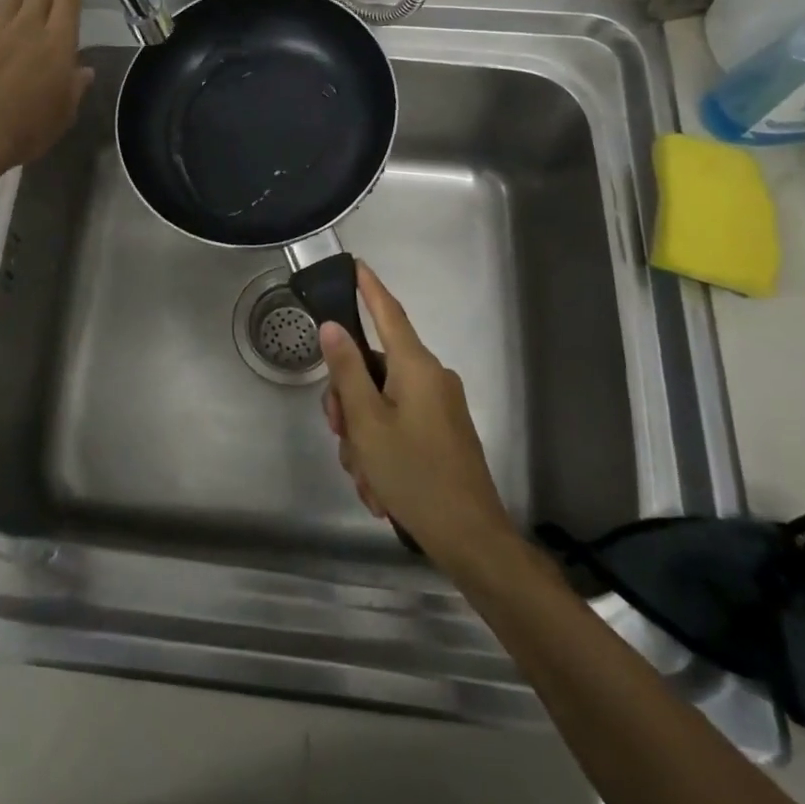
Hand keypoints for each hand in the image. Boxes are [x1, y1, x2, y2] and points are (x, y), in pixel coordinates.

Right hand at [319, 263, 515, 567]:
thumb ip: (347, 371)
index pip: (388, 313)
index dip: (369, 288)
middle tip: (341, 435)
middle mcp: (431, 378)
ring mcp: (439, 407)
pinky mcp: (442, 433)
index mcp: (416, 367)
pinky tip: (380, 487)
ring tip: (366, 478)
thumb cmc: (414, 474)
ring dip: (364, 437)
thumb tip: (333, 327)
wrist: (471, 538)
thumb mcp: (368, 423)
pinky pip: (399, 425)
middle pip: (374, 369)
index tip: (355, 265)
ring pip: (382, 403)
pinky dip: (382, 449)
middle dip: (350, 402)